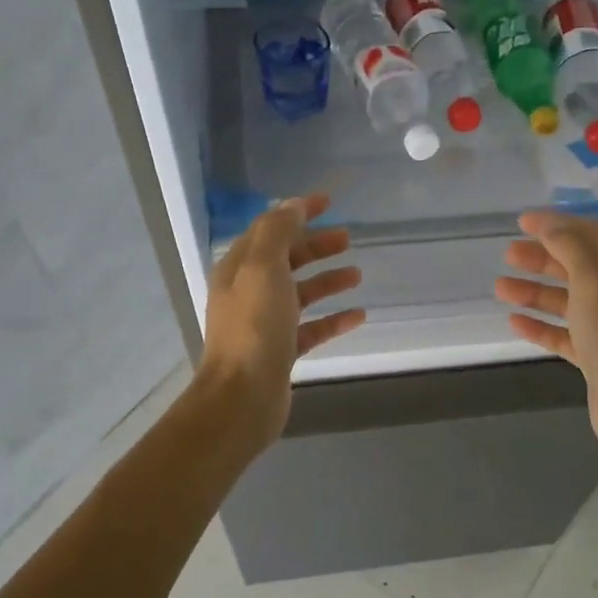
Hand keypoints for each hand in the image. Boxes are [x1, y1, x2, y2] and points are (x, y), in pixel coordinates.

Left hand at [198, 194, 365, 451]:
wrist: (242, 396)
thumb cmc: (254, 327)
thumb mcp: (263, 268)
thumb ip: (278, 232)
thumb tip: (292, 205)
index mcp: (239, 268)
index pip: (270, 229)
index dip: (297, 212)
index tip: (329, 201)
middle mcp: (248, 292)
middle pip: (286, 260)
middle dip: (315, 246)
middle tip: (348, 239)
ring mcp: (264, 324)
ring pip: (300, 293)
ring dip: (327, 281)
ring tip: (357, 274)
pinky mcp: (281, 352)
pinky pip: (311, 328)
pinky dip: (333, 319)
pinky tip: (359, 316)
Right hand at [495, 212, 597, 481]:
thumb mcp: (596, 280)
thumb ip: (571, 247)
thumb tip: (549, 225)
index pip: (593, 236)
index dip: (557, 226)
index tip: (521, 222)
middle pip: (579, 268)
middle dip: (543, 259)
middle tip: (508, 254)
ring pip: (569, 302)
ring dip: (535, 292)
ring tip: (500, 288)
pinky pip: (566, 335)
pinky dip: (542, 326)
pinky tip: (515, 322)